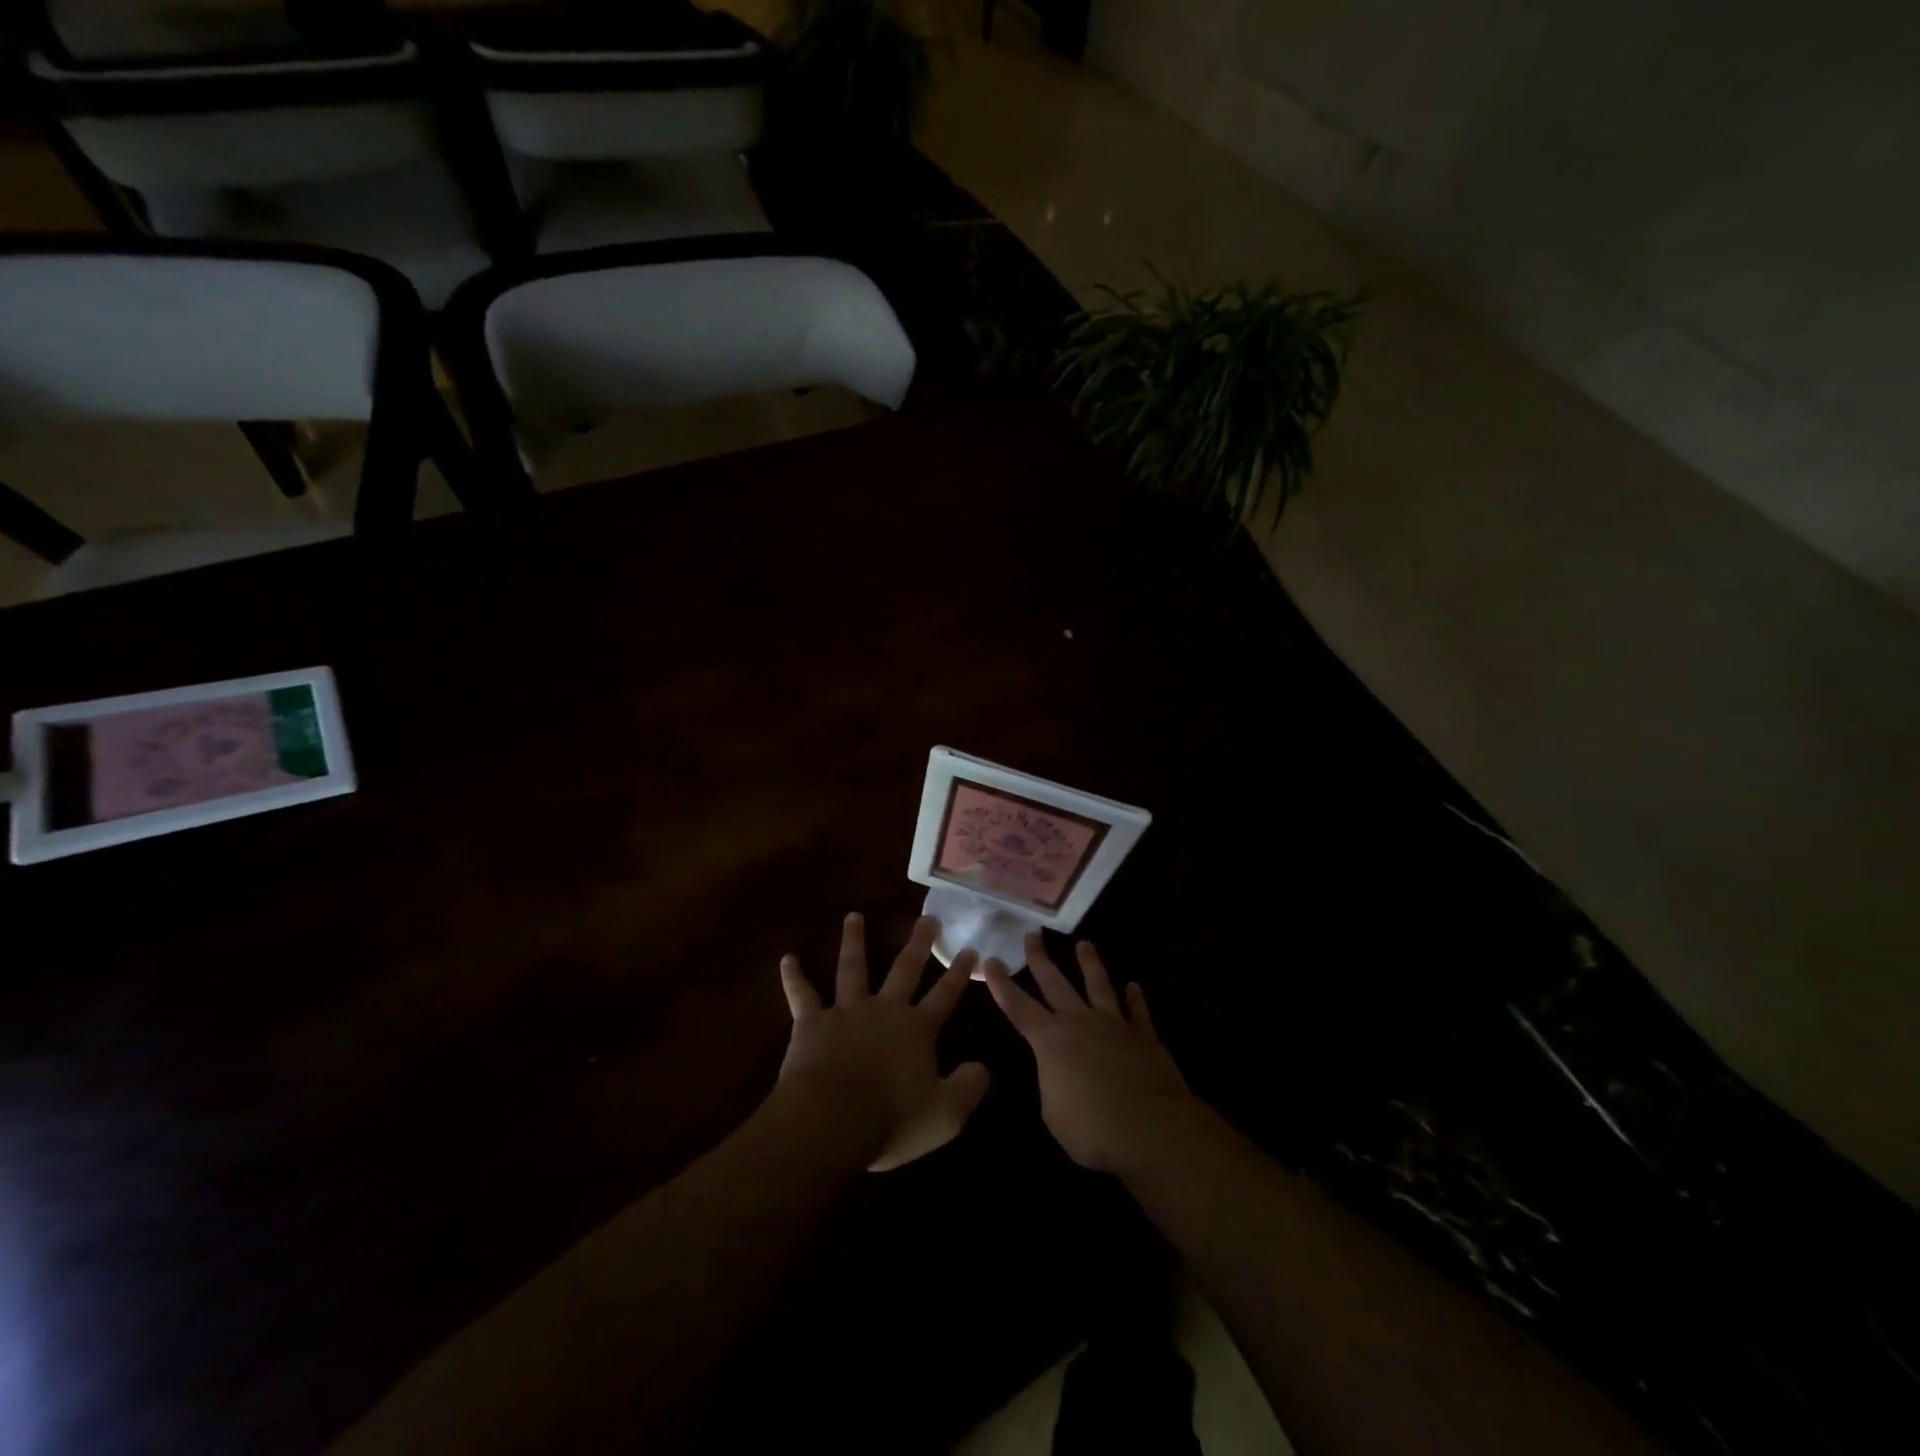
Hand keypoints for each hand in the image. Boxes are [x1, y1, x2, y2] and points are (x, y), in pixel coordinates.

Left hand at [777, 913, 990, 1171]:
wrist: (831, 1121)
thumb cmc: (891, 1120)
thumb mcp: (945, 1115)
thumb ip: (968, 1088)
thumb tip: (984, 1067)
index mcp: (917, 1030)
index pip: (945, 995)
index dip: (959, 973)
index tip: (971, 948)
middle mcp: (885, 1010)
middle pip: (905, 969)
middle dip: (918, 943)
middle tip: (928, 916)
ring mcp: (847, 1011)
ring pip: (853, 968)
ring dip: (853, 941)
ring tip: (853, 916)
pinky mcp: (812, 1022)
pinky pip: (802, 994)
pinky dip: (794, 977)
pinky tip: (787, 959)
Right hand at [983, 934, 1193, 1172]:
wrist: (1150, 1128)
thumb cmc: (1092, 1128)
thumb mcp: (1053, 1113)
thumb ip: (1052, 1084)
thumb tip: (1059, 1073)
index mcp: (1050, 1040)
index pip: (1018, 1007)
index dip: (1001, 985)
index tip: (990, 961)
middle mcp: (1079, 1022)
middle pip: (1055, 983)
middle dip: (1040, 959)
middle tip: (1032, 935)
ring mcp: (1114, 1025)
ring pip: (1098, 985)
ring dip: (1090, 963)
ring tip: (1084, 944)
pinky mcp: (1144, 1037)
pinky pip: (1139, 1012)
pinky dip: (1136, 999)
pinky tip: (1134, 986)